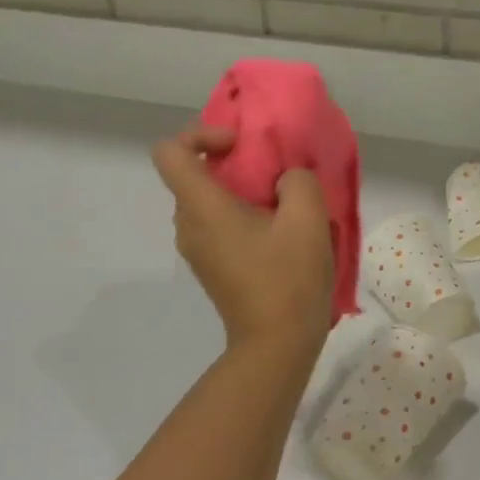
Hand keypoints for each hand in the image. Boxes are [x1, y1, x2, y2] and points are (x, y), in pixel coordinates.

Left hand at [153, 127, 333, 352]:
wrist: (278, 344)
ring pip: (210, 202)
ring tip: (285, 208)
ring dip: (243, 194)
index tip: (240, 148)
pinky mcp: (213, 268)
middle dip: (233, 165)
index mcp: (202, 208)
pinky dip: (244, 218)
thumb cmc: (289, 278)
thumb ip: (298, 181)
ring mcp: (198, 250)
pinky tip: (282, 237)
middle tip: (275, 176)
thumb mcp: (308, 219)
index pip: (171, 152)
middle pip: (194, 175)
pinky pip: (219, 226)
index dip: (201, 136)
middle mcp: (188, 226)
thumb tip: (285, 181)